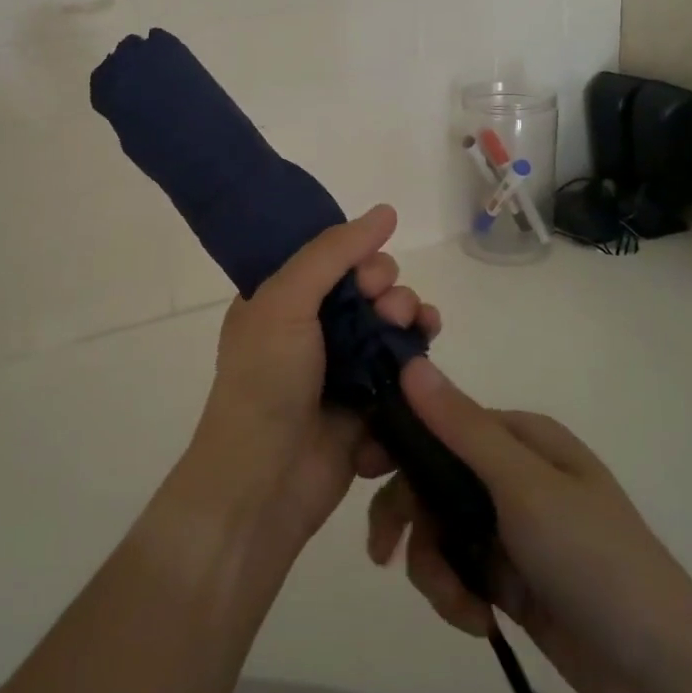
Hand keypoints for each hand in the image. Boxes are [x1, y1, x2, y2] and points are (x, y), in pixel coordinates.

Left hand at [187, 204, 439, 553]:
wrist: (264, 481)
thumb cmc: (266, 380)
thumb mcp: (286, 300)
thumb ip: (332, 252)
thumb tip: (386, 211)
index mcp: (282, 301)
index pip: (333, 262)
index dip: (360, 260)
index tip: (370, 276)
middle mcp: (310, 331)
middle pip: (369, 293)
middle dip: (390, 291)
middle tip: (390, 307)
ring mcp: (340, 371)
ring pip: (391, 329)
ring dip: (411, 319)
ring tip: (419, 327)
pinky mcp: (367, 408)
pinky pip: (402, 372)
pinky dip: (417, 360)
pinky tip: (426, 356)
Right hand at [366, 359, 691, 692]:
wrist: (666, 674)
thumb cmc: (595, 560)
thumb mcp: (523, 487)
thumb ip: (461, 428)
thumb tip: (411, 363)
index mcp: (521, 439)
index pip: (440, 421)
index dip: (397, 442)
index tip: (358, 471)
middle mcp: (512, 474)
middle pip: (432, 479)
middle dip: (408, 516)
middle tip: (381, 551)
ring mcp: (511, 528)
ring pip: (439, 529)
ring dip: (435, 567)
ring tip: (458, 606)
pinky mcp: (511, 578)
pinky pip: (459, 570)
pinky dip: (457, 595)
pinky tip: (478, 622)